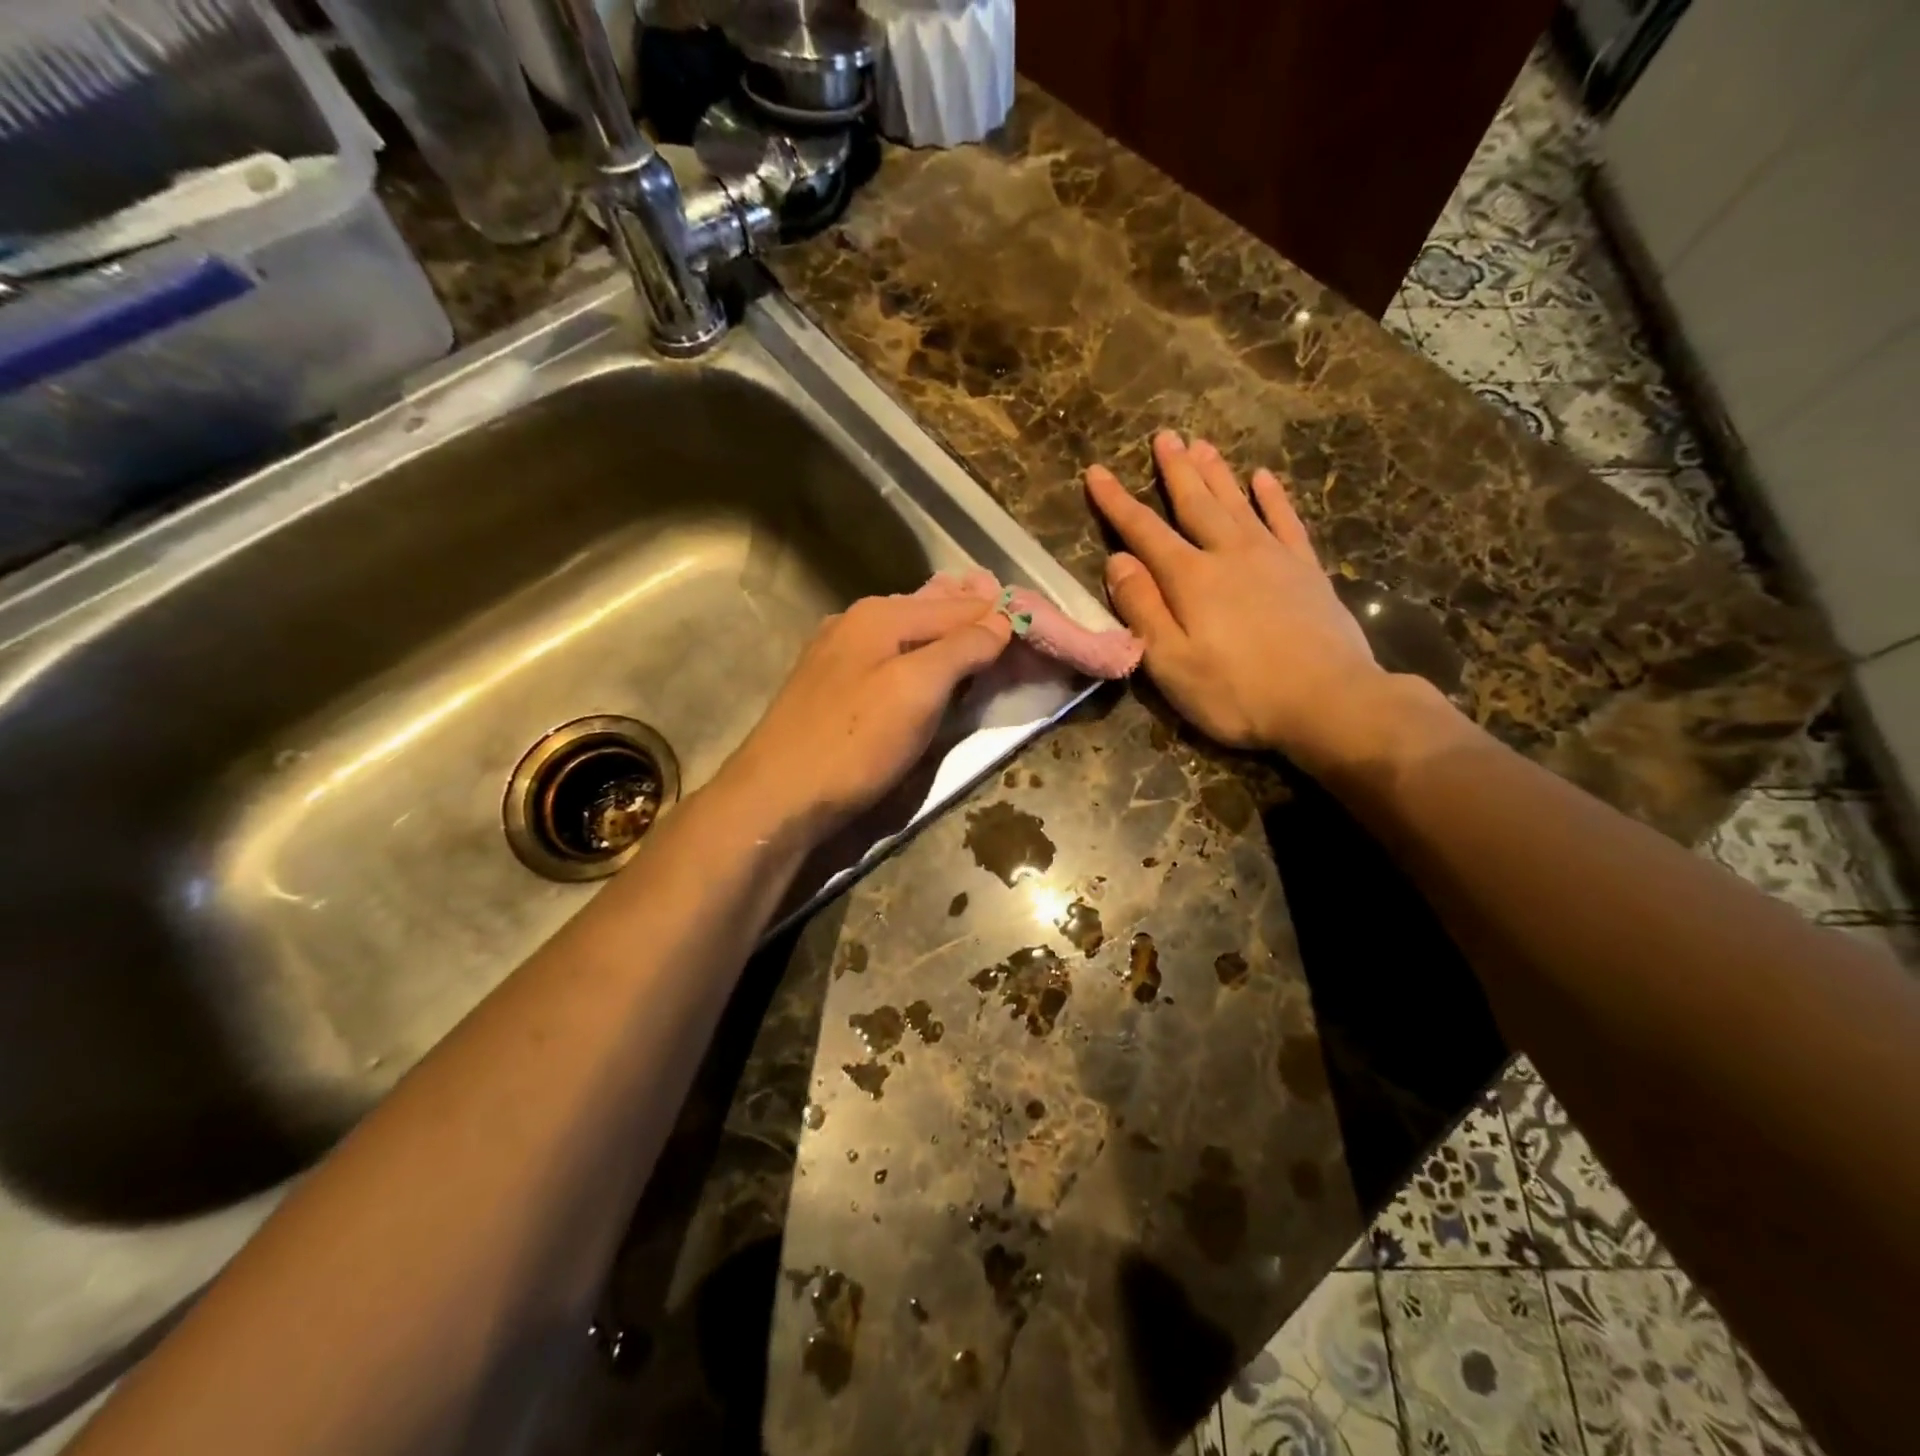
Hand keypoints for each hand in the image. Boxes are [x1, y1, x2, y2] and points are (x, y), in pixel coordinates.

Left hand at [717, 592, 1013, 837]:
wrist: (777, 798)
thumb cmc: (854, 743)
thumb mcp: (917, 690)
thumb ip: (961, 648)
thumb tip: (1001, 619)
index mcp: (880, 615)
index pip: (960, 605)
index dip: (1001, 617)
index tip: (1039, 631)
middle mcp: (857, 623)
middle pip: (933, 614)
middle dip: (976, 623)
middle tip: (1019, 640)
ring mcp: (839, 656)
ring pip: (910, 637)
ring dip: (950, 643)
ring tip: (986, 651)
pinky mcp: (833, 689)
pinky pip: (892, 662)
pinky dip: (922, 664)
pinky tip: (932, 676)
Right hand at [1086, 431, 1385, 765]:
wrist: (1329, 701)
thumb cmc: (1238, 692)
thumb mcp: (1171, 662)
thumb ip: (1142, 609)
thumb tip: (1117, 561)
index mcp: (1190, 578)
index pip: (1143, 531)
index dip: (1117, 502)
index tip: (1096, 472)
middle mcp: (1229, 554)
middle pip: (1195, 503)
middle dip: (1175, 470)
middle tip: (1164, 436)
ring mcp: (1273, 557)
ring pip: (1237, 503)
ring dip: (1217, 473)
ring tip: (1202, 444)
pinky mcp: (1306, 570)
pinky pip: (1286, 521)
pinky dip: (1273, 497)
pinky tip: (1264, 478)